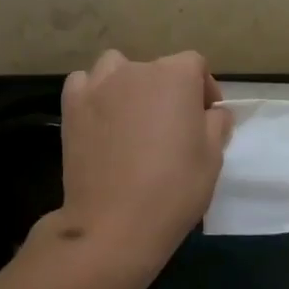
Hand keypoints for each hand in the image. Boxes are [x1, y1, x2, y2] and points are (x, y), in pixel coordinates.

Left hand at [37, 50, 231, 282]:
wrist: (114, 223)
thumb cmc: (174, 188)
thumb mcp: (213, 157)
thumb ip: (216, 124)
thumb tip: (213, 113)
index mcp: (176, 76)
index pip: (194, 65)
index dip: (203, 88)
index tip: (205, 116)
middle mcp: (137, 70)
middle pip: (157, 68)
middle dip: (167, 90)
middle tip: (170, 126)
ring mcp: (100, 85)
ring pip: (117, 68)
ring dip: (127, 84)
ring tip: (132, 116)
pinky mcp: (72, 105)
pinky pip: (84, 83)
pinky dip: (93, 93)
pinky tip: (100, 118)